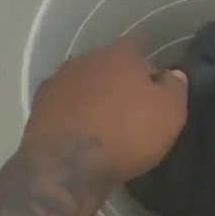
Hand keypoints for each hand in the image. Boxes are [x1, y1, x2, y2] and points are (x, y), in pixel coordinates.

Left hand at [24, 38, 187, 183]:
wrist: (67, 165)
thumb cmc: (127, 134)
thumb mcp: (169, 114)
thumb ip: (175, 88)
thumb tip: (173, 74)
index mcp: (120, 55)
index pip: (139, 50)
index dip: (148, 71)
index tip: (154, 92)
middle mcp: (86, 59)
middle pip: (108, 66)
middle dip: (118, 82)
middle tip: (129, 110)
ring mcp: (58, 80)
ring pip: (83, 83)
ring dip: (92, 97)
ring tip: (102, 124)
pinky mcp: (39, 105)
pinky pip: (63, 104)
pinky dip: (71, 113)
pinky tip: (78, 133)